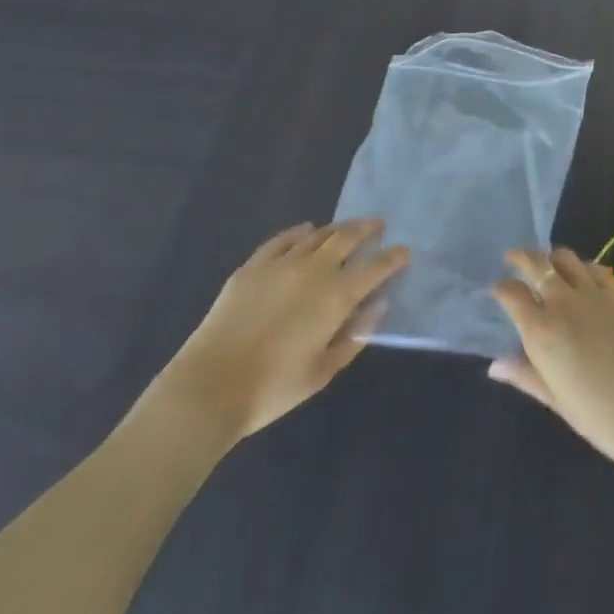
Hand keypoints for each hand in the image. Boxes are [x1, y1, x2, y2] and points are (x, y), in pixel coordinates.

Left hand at [148, 219, 408, 444]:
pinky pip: (282, 239)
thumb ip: (354, 336)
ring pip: (317, 234)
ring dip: (337, 228)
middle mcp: (314, 270)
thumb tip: (377, 306)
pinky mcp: (252, 266)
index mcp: (336, 296)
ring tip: (346, 229)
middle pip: (347, 237)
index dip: (394, 257)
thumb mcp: (323, 370)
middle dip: (367, 228)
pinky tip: (305, 231)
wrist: (209, 387)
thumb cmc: (273, 388)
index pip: (376, 267)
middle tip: (378, 225)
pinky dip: (299, 232)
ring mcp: (281, 263)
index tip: (405, 251)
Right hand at [489, 248, 613, 472]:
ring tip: (548, 265)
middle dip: (521, 258)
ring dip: (552, 258)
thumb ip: (525, 374)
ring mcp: (594, 292)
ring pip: (566, 258)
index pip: (511, 293)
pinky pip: (595, 268)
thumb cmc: (599, 416)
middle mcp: (563, 301)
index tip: (498, 290)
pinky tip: (583, 276)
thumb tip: (495, 365)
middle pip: (536, 263)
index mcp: (540, 329)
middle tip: (513, 258)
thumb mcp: (556, 400)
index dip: (501, 288)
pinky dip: (582, 267)